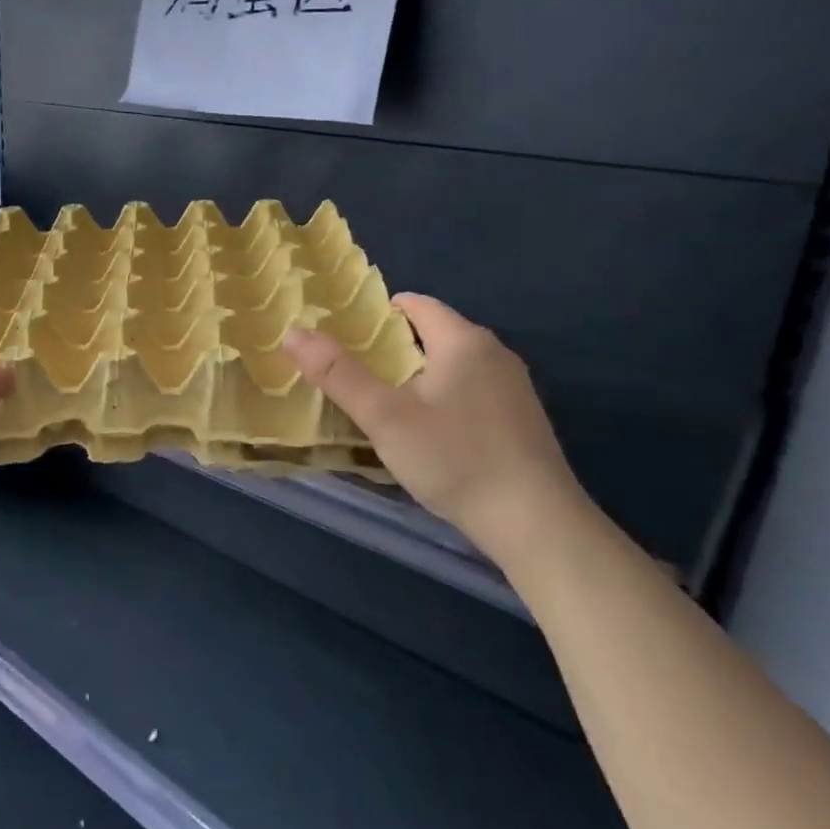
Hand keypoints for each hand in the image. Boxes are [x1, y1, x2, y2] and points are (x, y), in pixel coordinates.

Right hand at [283, 294, 594, 570]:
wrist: (535, 524)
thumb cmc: (455, 459)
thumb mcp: (385, 417)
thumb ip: (337, 373)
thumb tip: (293, 333)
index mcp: (464, 340)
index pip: (414, 304)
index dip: (374, 315)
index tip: (342, 340)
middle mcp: (494, 353)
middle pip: (431, 333)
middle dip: (390, 349)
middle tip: (351, 376)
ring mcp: (513, 387)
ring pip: (451, 365)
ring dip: (415, 376)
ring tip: (381, 405)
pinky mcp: (520, 419)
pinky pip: (469, 390)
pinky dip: (441, 398)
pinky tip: (426, 434)